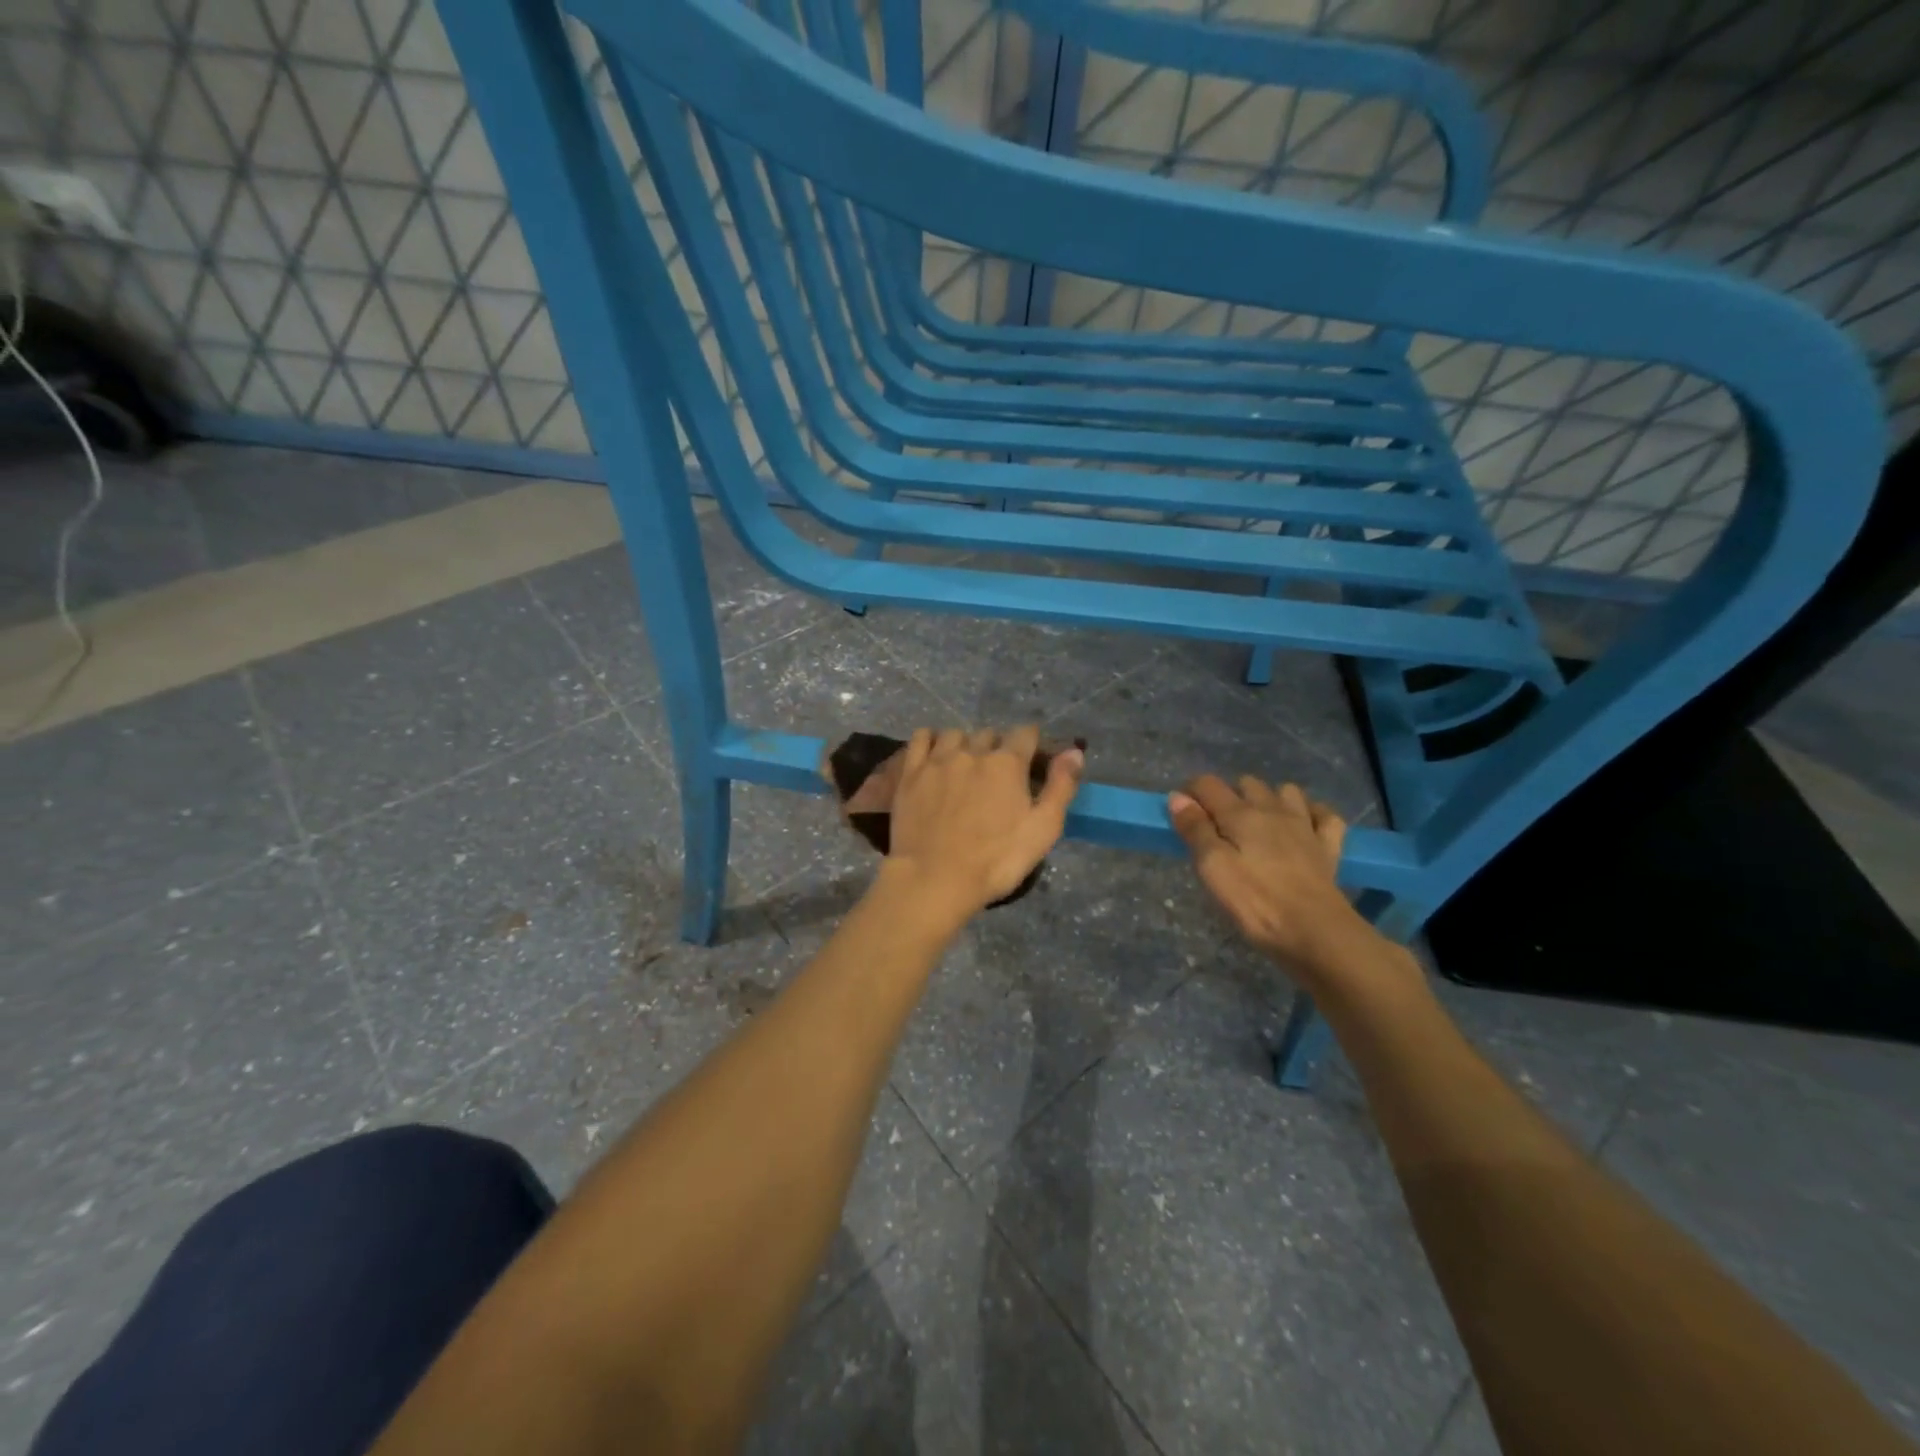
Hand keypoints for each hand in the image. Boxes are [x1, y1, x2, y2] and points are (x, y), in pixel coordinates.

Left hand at [884, 726, 1082, 920]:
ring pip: (956, 734)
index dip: (1032, 744)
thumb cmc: (996, 860)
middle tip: (998, 775)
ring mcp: (937, 759)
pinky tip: (935, 757)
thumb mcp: (1043, 829)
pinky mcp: (910, 772)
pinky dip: (932, 740)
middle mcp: (972, 751)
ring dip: (965, 744)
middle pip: (990, 734)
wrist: (934, 878)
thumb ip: (1061, 786)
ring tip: (965, 766)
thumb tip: (1074, 751)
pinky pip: (921, 737)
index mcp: (1007, 762)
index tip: (1032, 761)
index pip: (1025, 733)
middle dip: (998, 748)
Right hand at [1167, 774, 1373, 982]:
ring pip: (1287, 792)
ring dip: (1270, 799)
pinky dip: (1312, 814)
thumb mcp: (1212, 867)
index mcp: (1240, 815)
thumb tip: (1178, 797)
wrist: (1315, 931)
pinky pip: (1325, 816)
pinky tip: (1304, 827)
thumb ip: (1195, 829)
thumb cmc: (1255, 902)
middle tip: (1217, 826)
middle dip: (1229, 795)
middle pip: (1247, 783)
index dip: (1190, 791)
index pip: (1208, 785)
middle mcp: (1273, 810)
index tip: (1181, 812)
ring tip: (1259, 823)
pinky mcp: (1328, 846)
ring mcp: (1305, 826)